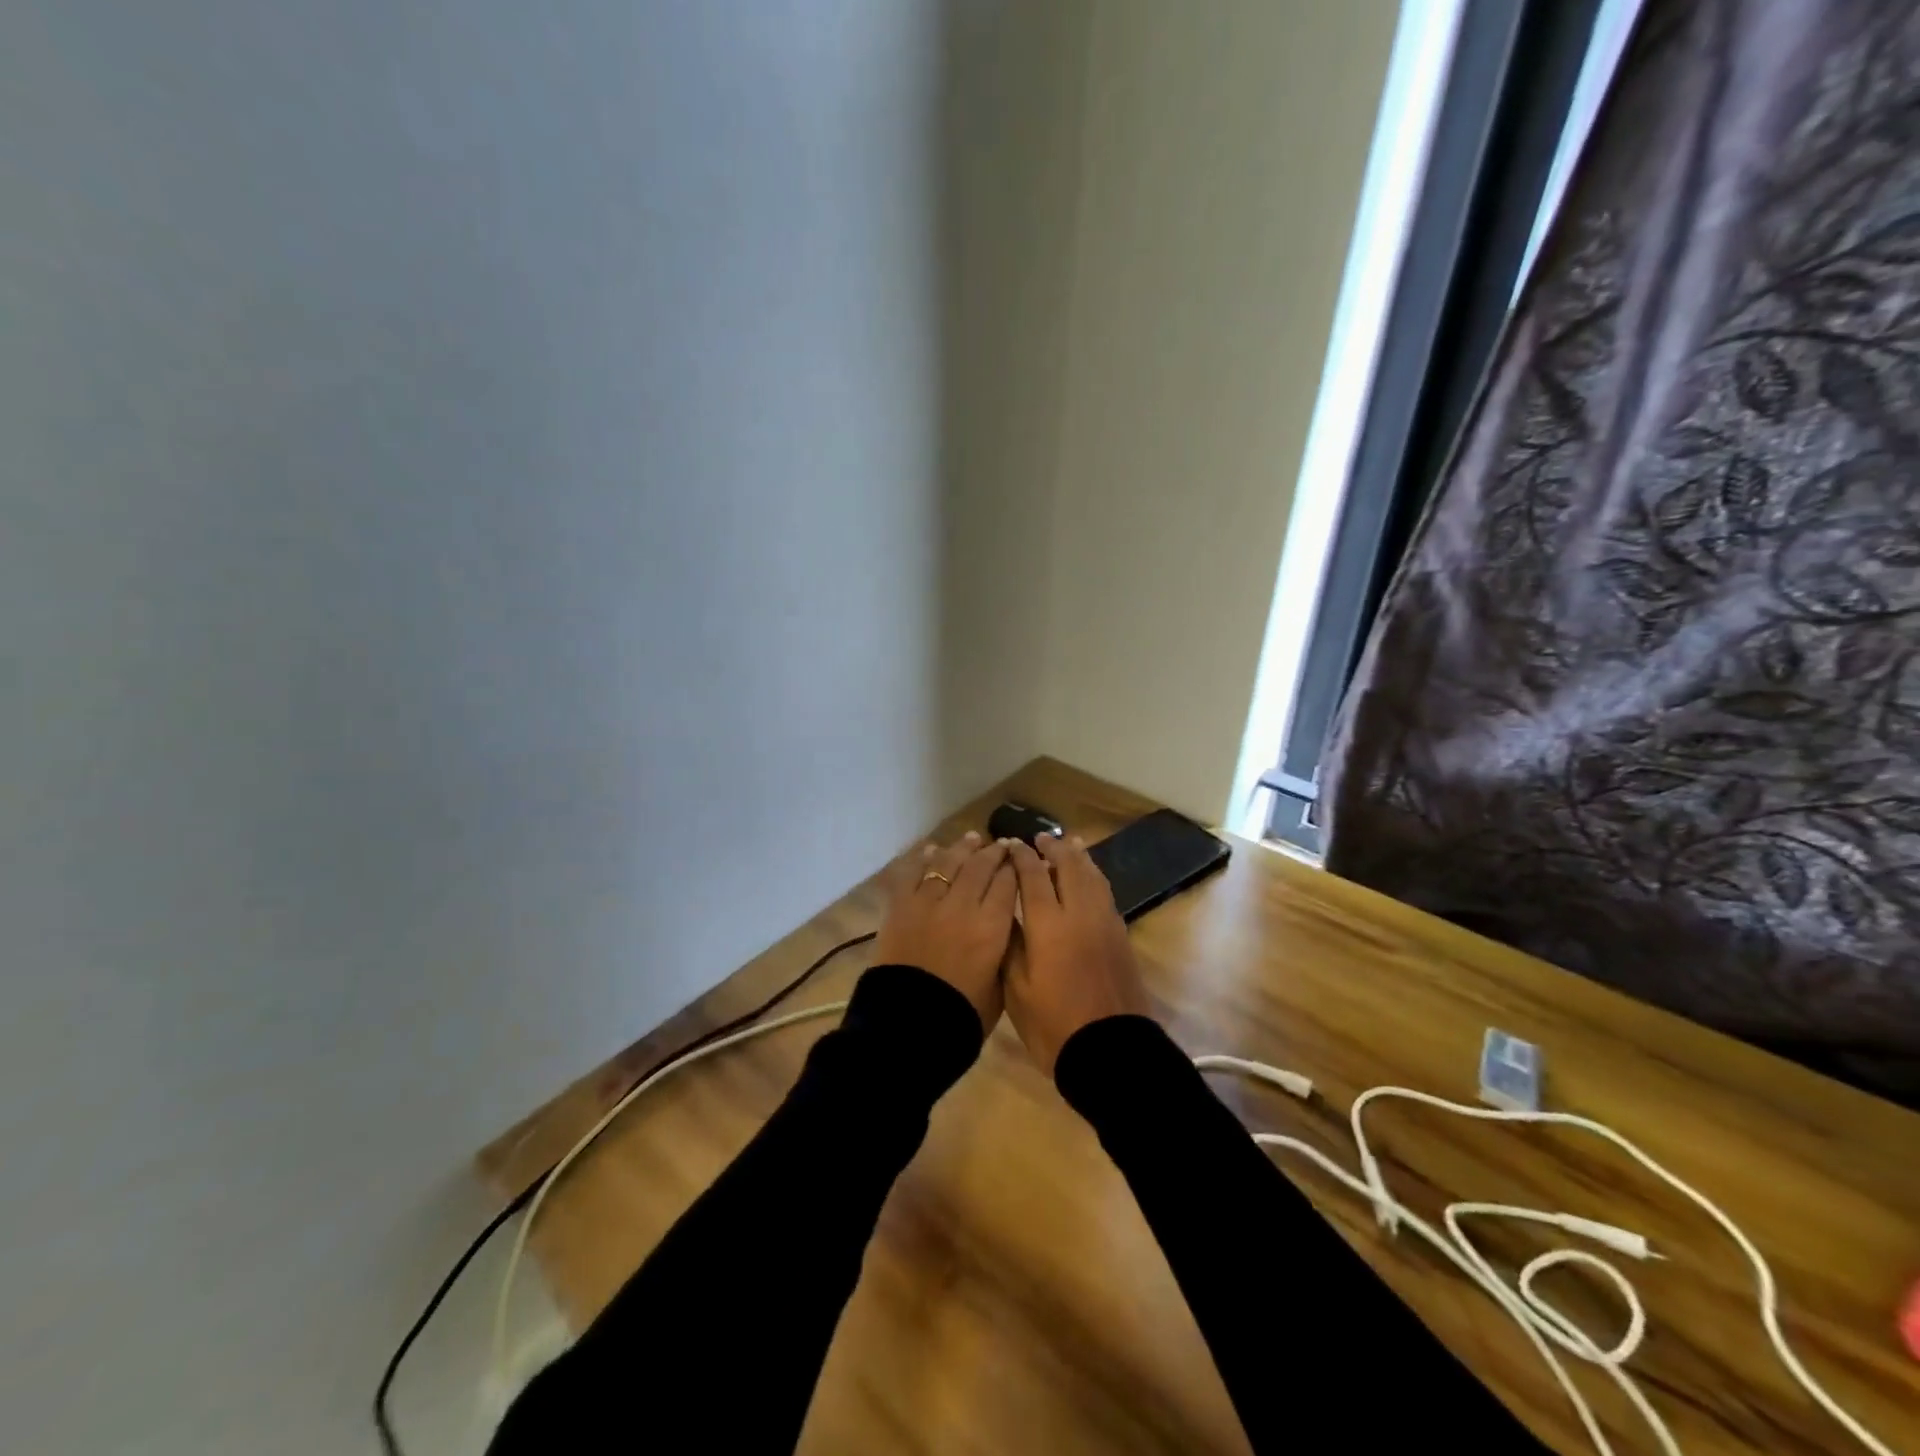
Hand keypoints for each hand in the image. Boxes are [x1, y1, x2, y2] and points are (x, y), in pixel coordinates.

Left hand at [872, 831, 1017, 1031]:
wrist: (907, 1027)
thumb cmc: (961, 1017)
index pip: (1008, 884)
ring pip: (949, 863)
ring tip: (971, 839)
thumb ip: (1003, 954)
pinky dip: (923, 859)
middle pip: (981, 866)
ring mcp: (928, 902)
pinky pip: (913, 873)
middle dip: (993, 852)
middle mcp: (963, 906)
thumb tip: (1003, 932)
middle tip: (999, 845)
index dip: (1014, 868)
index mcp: (992, 928)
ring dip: (962, 849)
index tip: (1018, 859)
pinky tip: (932, 851)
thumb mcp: (999, 989)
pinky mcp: (900, 907)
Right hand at [1003, 833, 1151, 1074]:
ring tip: (1069, 845)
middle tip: (1040, 838)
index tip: (1011, 844)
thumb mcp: (1016, 989)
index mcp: (1048, 924)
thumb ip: (1011, 944)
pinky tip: (1089, 878)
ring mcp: (1105, 922)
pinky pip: (1105, 892)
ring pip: (1093, 875)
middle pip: (1069, 866)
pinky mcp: (1121, 935)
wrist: (1110, 1052)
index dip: (1021, 857)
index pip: (1033, 875)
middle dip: (1053, 848)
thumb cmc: (1054, 1025)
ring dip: (1078, 857)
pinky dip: (1094, 876)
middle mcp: (1080, 913)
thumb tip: (1007, 912)